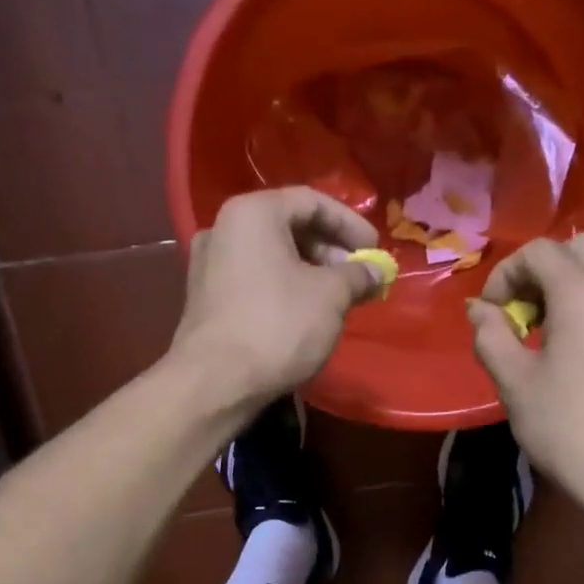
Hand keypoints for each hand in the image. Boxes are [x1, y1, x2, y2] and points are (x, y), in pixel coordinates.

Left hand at [169, 187, 383, 412]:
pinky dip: (286, 286)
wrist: (216, 381)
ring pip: (272, 255)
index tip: (374, 250)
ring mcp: (210, 263)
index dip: (350, 224)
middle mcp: (224, 228)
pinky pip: (256, 278)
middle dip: (330, 250)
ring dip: (311, 270)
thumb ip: (358, 275)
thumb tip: (376, 271)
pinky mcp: (207, 297)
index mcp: (253, 213)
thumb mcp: (331, 296)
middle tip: (358, 276)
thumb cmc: (278, 325)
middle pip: (289, 226)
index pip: (312, 201)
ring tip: (338, 298)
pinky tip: (306, 313)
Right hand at [468, 234, 583, 524]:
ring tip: (550, 326)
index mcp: (583, 296)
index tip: (492, 313)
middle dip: (543, 269)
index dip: (506, 274)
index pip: (540, 252)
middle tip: (523, 311)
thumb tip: (479, 309)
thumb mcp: (515, 384)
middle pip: (580, 248)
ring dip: (572, 283)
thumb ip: (491, 336)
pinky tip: (579, 347)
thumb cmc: (569, 430)